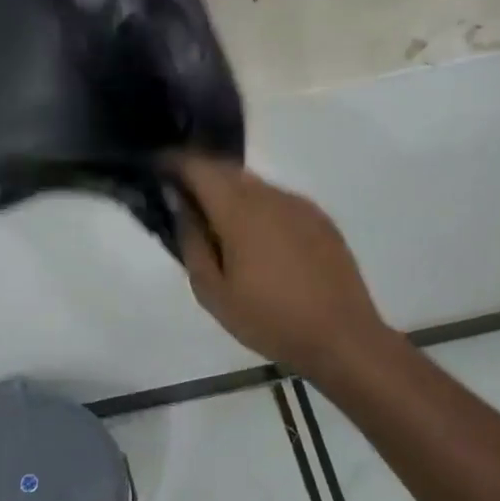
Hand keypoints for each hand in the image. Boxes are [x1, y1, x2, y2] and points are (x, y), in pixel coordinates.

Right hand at [170, 155, 391, 382]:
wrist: (342, 337)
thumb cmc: (269, 319)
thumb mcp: (213, 292)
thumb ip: (191, 243)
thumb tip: (182, 208)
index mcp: (240, 211)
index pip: (199, 167)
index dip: (174, 162)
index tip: (157, 169)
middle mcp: (270, 196)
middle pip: (227, 170)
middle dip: (200, 176)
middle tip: (182, 199)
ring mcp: (300, 205)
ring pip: (254, 185)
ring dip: (230, 193)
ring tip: (219, 224)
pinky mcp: (320, 219)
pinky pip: (278, 201)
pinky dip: (258, 208)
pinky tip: (258, 240)